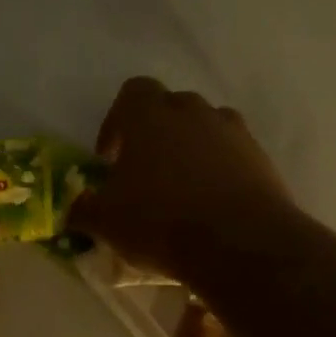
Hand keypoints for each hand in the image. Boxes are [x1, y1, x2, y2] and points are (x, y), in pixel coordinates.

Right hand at [69, 77, 294, 285]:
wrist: (240, 244)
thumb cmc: (161, 222)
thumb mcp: (107, 222)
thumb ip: (84, 209)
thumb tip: (73, 208)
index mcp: (150, 116)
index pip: (132, 92)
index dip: (117, 122)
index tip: (111, 158)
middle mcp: (193, 112)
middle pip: (171, 106)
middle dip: (156, 133)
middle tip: (145, 172)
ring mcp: (233, 132)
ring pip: (206, 127)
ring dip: (192, 149)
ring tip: (183, 187)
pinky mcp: (261, 158)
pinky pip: (234, 154)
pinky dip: (222, 170)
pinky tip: (213, 204)